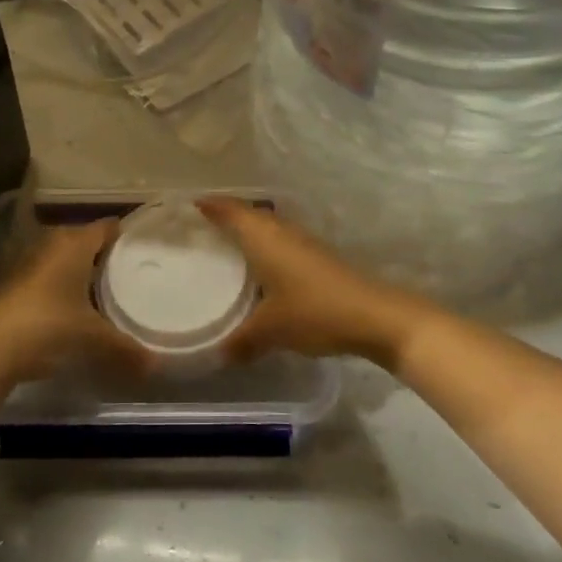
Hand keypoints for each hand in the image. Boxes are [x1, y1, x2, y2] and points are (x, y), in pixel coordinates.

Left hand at [0, 220, 151, 385]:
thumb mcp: (92, 338)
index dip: (125, 235)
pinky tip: (68, 307)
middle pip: (83, 239)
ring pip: (61, 257)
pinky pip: (44, 274)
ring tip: (101, 291)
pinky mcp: (9, 281)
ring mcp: (26, 260)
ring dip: (77, 270)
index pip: (106, 226)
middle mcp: (51, 242)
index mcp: (75, 242)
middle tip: (126, 273)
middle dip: (102, 255)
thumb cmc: (49, 325)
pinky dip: (57, 285)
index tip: (142, 249)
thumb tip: (157, 365)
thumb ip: (125, 348)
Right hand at [196, 197, 435, 367]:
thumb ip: (241, 341)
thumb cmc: (314, 311)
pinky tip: (260, 266)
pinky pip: (280, 240)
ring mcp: (302, 242)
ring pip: (267, 226)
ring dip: (247, 228)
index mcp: (264, 238)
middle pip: (249, 213)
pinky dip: (263, 244)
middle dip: (226, 214)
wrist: (373, 314)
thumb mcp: (271, 330)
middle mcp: (281, 231)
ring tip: (225, 243)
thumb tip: (217, 355)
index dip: (211, 206)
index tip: (189, 205)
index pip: (231, 211)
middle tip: (201, 225)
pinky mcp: (316, 256)